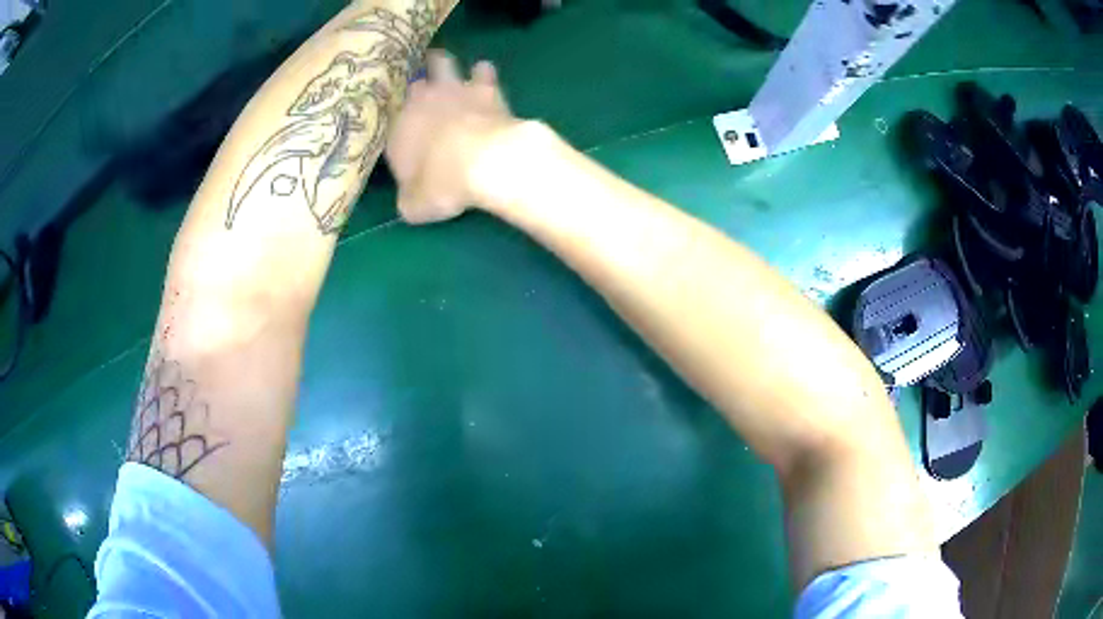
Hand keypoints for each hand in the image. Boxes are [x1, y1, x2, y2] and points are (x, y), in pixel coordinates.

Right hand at [386, 51, 518, 223]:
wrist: (486, 161)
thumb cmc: (442, 184)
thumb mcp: (415, 205)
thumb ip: (408, 198)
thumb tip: (409, 202)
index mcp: (397, 127)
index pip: (388, 112)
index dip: (395, 113)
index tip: (400, 117)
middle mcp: (420, 101)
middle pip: (412, 78)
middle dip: (415, 79)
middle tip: (421, 82)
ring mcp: (453, 89)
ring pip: (442, 61)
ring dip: (444, 64)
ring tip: (448, 69)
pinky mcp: (487, 87)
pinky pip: (483, 69)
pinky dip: (483, 73)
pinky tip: (485, 77)